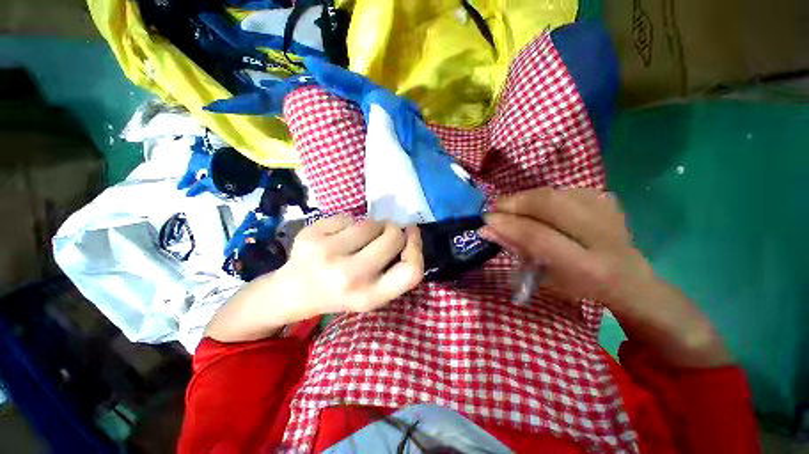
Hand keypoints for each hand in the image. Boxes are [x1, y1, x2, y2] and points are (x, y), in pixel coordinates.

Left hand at [278, 215, 423, 313]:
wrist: (293, 292)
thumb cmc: (341, 293)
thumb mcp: (373, 294)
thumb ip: (395, 270)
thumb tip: (409, 232)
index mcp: (369, 297)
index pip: (412, 271)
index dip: (417, 247)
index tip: (412, 233)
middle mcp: (349, 276)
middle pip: (394, 237)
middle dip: (394, 230)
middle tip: (385, 233)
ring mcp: (327, 254)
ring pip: (371, 223)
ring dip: (372, 225)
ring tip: (360, 236)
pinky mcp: (310, 235)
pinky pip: (347, 217)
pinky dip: (348, 223)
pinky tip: (337, 236)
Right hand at [482, 188, 731, 367]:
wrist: (632, 280)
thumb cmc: (584, 289)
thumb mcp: (548, 280)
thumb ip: (518, 251)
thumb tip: (488, 230)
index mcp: (590, 267)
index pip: (538, 236)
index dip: (508, 224)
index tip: (485, 220)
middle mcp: (604, 236)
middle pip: (550, 203)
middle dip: (516, 202)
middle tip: (496, 207)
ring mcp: (610, 214)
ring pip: (557, 192)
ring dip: (527, 197)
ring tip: (512, 206)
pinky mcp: (609, 201)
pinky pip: (567, 190)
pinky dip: (545, 196)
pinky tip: (538, 207)